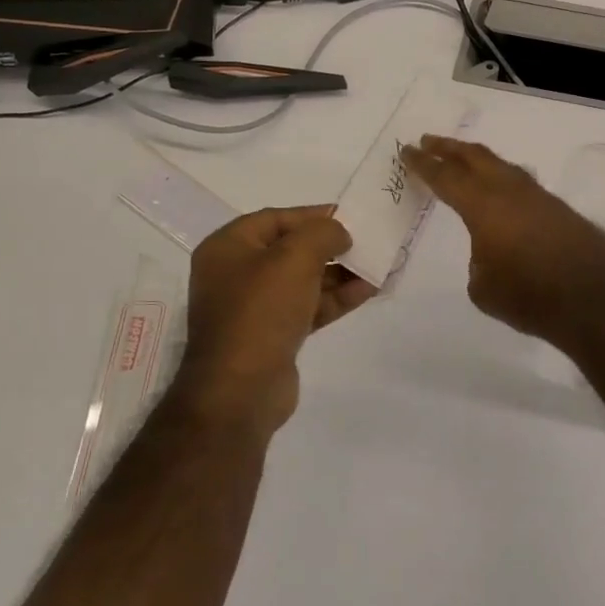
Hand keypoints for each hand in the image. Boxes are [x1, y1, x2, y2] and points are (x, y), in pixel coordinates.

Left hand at [177, 207, 376, 438]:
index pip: (276, 218)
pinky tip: (368, 290)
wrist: (240, 390)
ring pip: (303, 280)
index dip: (314, 215)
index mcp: (228, 247)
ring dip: (339, 273)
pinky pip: (307, 307)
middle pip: (291, 249)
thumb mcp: (295, 258)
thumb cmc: (261, 311)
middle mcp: (236, 273)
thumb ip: (323, 233)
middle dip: (331, 246)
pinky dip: (335, 298)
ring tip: (376, 266)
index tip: (350, 217)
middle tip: (366, 243)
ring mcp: (253, 308)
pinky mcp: (272, 335)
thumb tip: (339, 233)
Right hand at [402, 136, 604, 351]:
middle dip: (449, 148)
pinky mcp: (560, 209)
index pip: (445, 177)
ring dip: (478, 160)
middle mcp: (510, 192)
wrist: (594, 302)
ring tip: (464, 159)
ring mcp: (539, 197)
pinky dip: (503, 179)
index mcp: (483, 207)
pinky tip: (502, 190)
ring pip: (503, 166)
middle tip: (429, 141)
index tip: (407, 150)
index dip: (423, 163)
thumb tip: (491, 252)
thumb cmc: (529, 297)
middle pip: (475, 158)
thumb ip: (479, 261)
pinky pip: (522, 184)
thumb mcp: (483, 288)